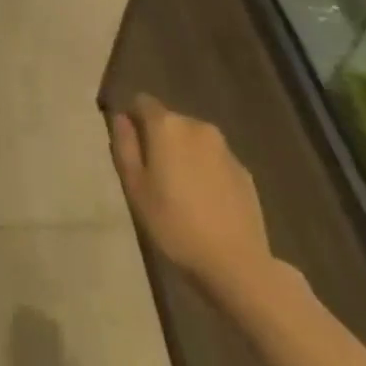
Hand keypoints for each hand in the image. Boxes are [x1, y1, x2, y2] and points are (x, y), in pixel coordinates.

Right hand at [110, 95, 274, 304]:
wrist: (236, 263)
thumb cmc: (175, 224)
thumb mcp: (135, 188)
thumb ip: (125, 146)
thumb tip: (121, 118)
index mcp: (167, 126)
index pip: (142, 101)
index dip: (133, 120)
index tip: (131, 149)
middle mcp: (197, 126)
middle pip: (169, 121)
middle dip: (159, 139)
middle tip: (154, 177)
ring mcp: (225, 148)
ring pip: (193, 140)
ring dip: (183, 154)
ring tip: (181, 192)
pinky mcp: (244, 170)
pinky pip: (214, 160)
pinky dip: (206, 171)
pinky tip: (206, 203)